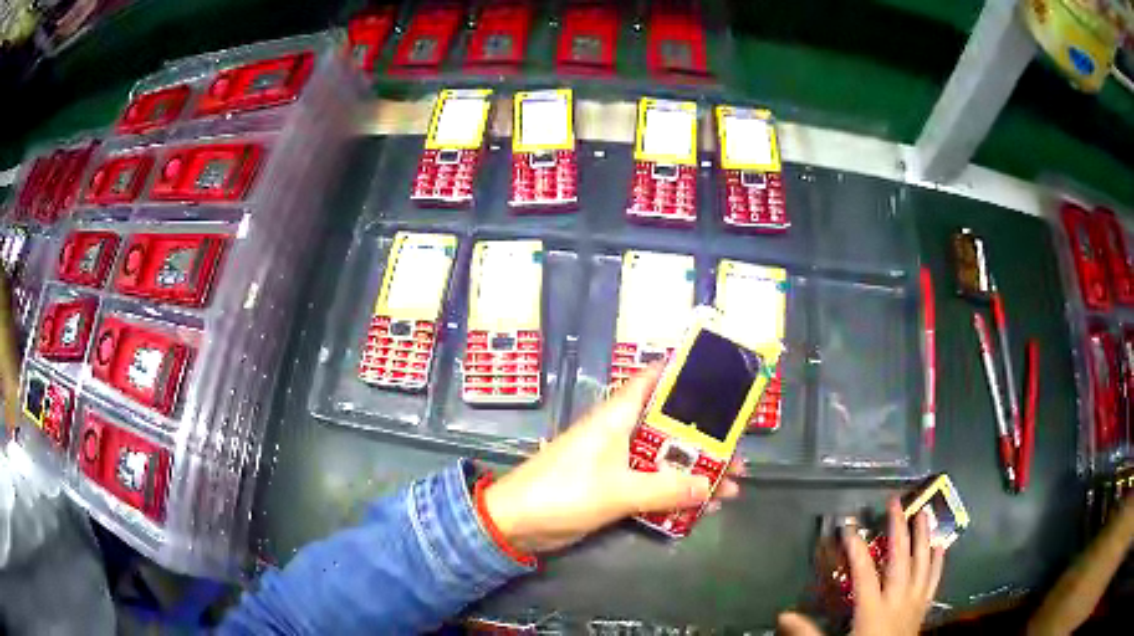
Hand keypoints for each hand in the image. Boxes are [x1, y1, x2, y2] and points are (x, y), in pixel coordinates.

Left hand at [483, 365, 743, 552]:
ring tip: (731, 487)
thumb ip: (665, 489)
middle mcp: (620, 432)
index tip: (719, 378)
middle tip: (738, 453)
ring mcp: (617, 461)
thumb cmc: (563, 492)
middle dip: (705, 439)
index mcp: (617, 416)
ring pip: (665, 459)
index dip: (683, 373)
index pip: (653, 380)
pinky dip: (676, 493)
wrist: (516, 522)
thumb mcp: (618, 490)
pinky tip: (702, 508)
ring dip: (696, 472)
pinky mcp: (613, 486)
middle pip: (670, 427)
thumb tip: (710, 487)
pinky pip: (653, 484)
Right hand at [778, 499, 944, 635]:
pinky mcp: (923, 608)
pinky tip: (940, 545)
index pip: (864, 574)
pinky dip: (937, 562)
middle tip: (895, 502)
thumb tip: (783, 614)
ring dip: (923, 537)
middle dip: (898, 529)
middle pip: (900, 559)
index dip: (856, 549)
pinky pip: (934, 580)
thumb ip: (808, 632)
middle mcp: (897, 600)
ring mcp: (914, 602)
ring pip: (922, 564)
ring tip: (923, 512)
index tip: (849, 526)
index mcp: (873, 610)